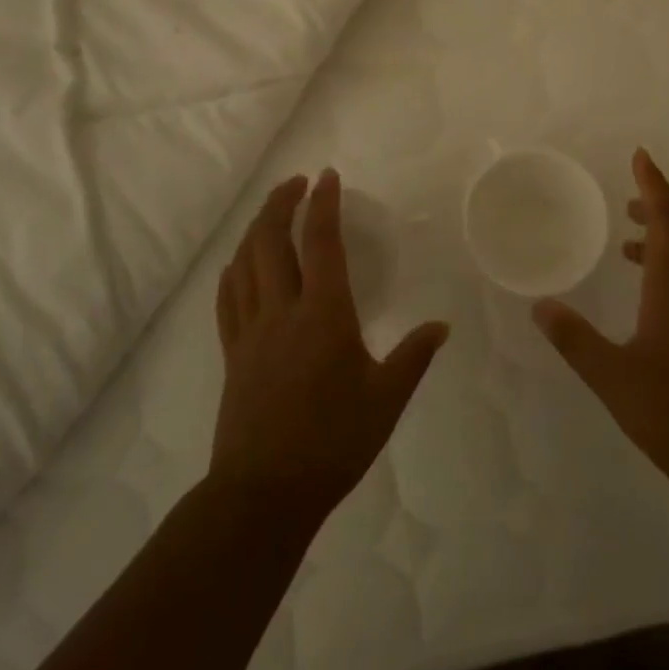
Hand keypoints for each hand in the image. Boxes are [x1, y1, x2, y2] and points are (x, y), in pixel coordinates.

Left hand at [210, 170, 448, 522]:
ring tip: (271, 211)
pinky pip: (227, 298)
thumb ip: (413, 357)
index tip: (328, 176)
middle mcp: (283, 310)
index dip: (323, 204)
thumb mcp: (386, 400)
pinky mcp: (232, 352)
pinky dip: (233, 269)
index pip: (320, 242)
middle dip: (281, 202)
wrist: (265, 492)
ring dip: (256, 228)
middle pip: (271, 240)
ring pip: (244, 262)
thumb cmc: (333, 442)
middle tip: (297, 182)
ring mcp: (251, 330)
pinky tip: (238, 262)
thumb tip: (441, 327)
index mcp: (324, 314)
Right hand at [533, 149, 668, 508]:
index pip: (667, 218)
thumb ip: (573, 338)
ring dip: (667, 235)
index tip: (641, 156)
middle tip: (629, 199)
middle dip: (661, 204)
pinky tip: (649, 296)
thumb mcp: (611, 376)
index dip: (654, 184)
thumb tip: (540, 306)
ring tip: (628, 244)